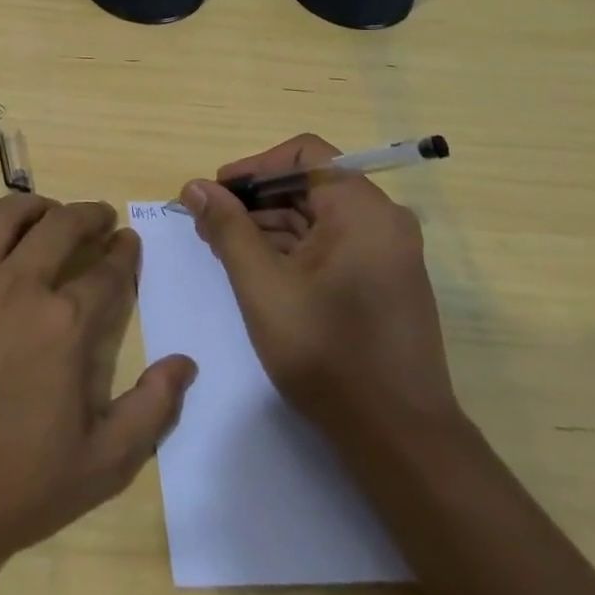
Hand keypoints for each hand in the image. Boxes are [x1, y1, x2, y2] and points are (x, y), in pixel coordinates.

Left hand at [0, 194, 196, 569]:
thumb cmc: (10, 489)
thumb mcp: (100, 466)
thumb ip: (151, 410)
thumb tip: (184, 363)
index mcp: (65, 324)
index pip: (107, 270)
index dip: (124, 253)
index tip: (128, 243)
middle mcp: (18, 285)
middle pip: (62, 225)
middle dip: (90, 215)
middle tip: (100, 218)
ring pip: (9, 215)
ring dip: (39, 208)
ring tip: (49, 215)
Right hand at [178, 134, 458, 454]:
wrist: (399, 440)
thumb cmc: (326, 353)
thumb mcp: (261, 284)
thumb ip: (227, 227)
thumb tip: (195, 186)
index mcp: (362, 209)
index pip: (303, 154)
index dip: (253, 166)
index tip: (216, 194)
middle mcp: (382, 221)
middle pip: (309, 184)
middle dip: (254, 200)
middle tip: (208, 225)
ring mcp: (386, 254)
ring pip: (317, 217)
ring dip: (268, 225)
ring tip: (223, 249)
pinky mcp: (383, 282)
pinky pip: (331, 245)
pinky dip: (292, 250)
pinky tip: (256, 270)